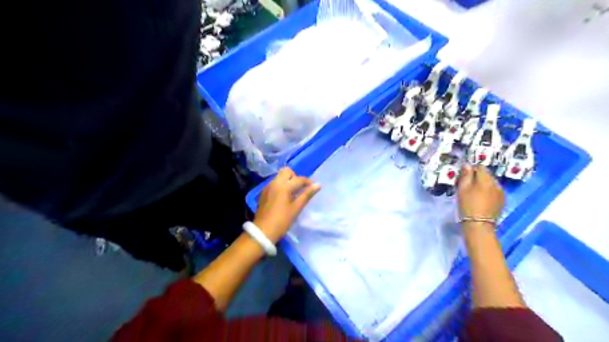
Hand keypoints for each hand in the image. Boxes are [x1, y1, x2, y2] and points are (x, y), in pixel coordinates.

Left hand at [254, 167, 320, 242]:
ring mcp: (268, 187)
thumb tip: (318, 185)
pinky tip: (283, 197)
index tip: (314, 188)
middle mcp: (274, 183)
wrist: (263, 231)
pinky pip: (274, 183)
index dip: (308, 182)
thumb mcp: (296, 208)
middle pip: (287, 171)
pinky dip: (281, 185)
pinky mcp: (264, 192)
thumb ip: (307, 195)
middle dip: (295, 177)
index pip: (299, 179)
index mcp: (283, 186)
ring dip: (288, 181)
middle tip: (300, 189)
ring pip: (280, 176)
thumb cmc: (282, 221)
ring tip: (293, 193)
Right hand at [457, 164, 504, 219]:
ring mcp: (501, 192)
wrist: (479, 224)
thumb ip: (466, 175)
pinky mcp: (502, 200)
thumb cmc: (468, 204)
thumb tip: (467, 164)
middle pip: (486, 174)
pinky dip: (489, 192)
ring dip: (484, 184)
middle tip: (468, 185)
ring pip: (491, 183)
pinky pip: (495, 191)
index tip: (464, 177)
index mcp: (485, 178)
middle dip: (478, 177)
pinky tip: (482, 199)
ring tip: (475, 193)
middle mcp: (496, 182)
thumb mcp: (462, 188)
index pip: (480, 167)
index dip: (471, 170)